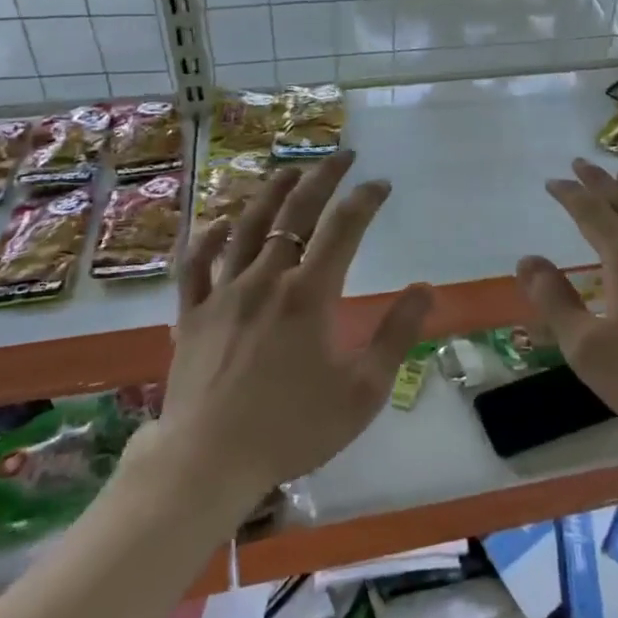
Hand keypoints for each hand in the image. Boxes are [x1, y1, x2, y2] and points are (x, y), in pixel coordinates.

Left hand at [153, 152, 433, 497]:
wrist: (208, 462)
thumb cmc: (293, 429)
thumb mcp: (362, 391)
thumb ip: (396, 335)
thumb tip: (424, 289)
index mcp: (310, 294)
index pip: (344, 228)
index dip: (365, 199)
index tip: (381, 185)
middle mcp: (267, 279)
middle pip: (295, 212)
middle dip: (323, 177)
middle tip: (342, 156)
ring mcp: (224, 292)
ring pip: (246, 226)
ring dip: (271, 192)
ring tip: (290, 170)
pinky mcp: (193, 313)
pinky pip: (196, 264)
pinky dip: (207, 237)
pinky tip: (220, 222)